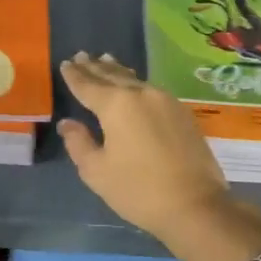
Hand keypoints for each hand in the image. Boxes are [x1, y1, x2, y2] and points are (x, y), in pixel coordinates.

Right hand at [57, 52, 237, 242]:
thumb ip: (78, 143)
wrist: (195, 205)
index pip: (88, 85)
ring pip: (134, 80)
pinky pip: (151, 90)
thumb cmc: (138, 190)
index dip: (74, 75)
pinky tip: (134, 84)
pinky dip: (136, 83)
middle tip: (82, 56)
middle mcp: (141, 94)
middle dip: (95, 67)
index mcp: (116, 104)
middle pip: (112, 76)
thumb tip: (68, 124)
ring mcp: (166, 101)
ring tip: (105, 61)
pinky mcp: (182, 113)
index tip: (65, 64)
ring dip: (117, 71)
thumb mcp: (97, 171)